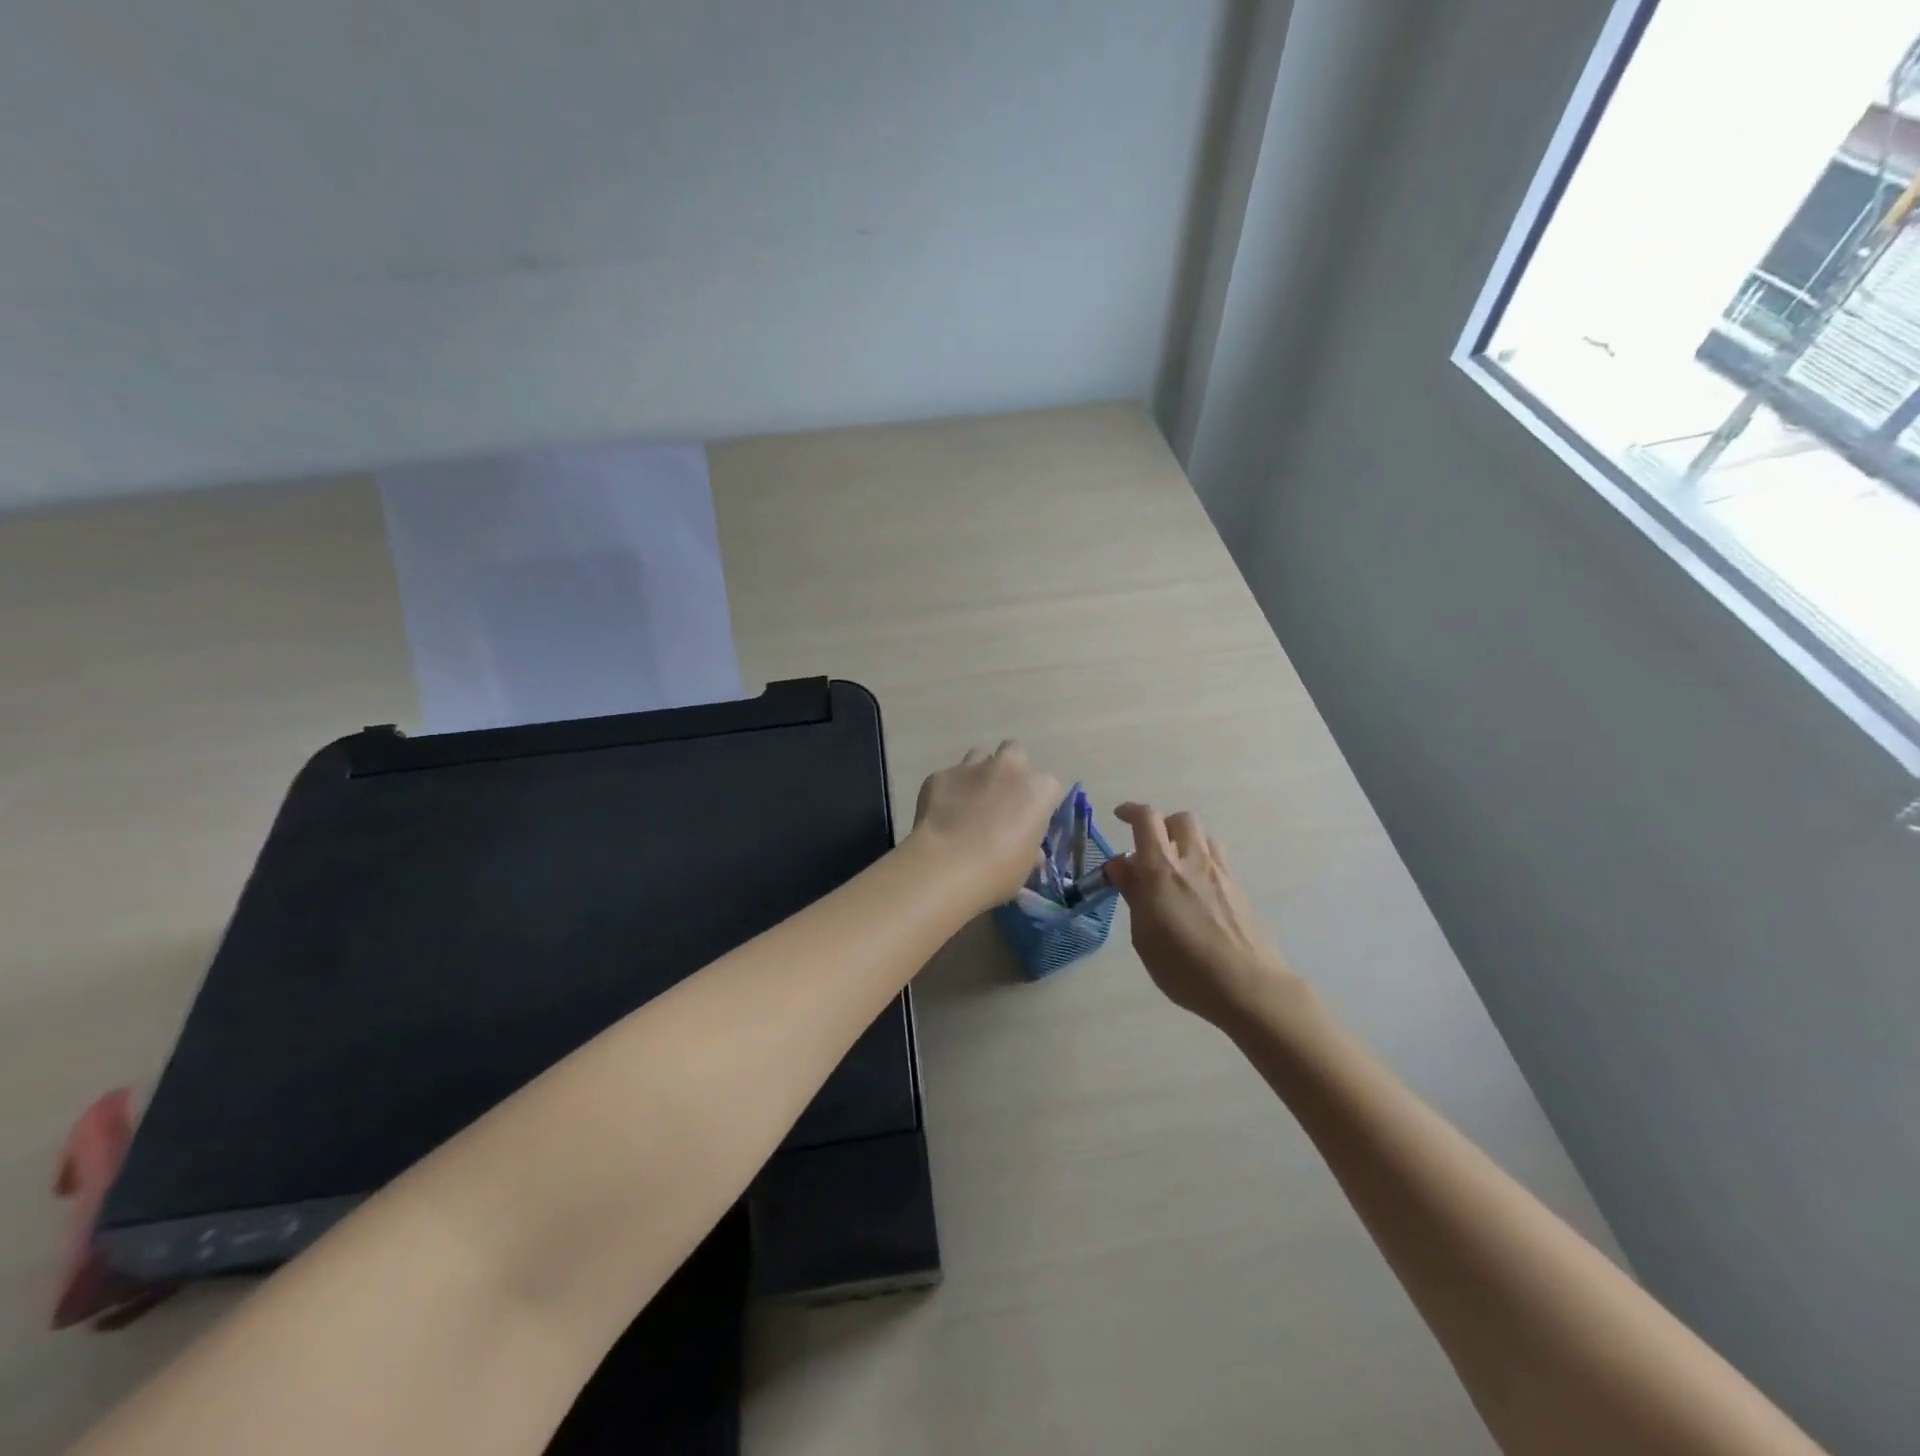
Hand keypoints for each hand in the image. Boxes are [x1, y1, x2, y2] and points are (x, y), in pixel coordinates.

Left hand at [911, 743, 1062, 906]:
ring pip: (979, 757)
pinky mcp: (940, 775)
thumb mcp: (1025, 865)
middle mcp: (1008, 767)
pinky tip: (942, 815)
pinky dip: (948, 791)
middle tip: (1001, 798)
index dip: (1037, 803)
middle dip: (1010, 770)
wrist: (946, 866)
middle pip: (1015, 752)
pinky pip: (948, 778)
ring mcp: (971, 767)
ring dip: (979, 775)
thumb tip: (1030, 849)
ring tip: (969, 803)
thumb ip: (1030, 847)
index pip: (1047, 787)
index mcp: (1038, 788)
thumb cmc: (998, 870)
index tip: (1028, 821)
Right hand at [1106, 803, 1309, 1030]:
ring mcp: (1221, 873)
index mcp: (1161, 869)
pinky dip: (1201, 862)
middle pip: (1180, 819)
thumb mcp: (1143, 935)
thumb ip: (1133, 894)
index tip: (1119, 817)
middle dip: (1162, 825)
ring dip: (1185, 842)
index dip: (1131, 811)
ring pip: (1203, 837)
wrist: (1248, 986)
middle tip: (1148, 848)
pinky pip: (1217, 859)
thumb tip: (1120, 865)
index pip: (1147, 819)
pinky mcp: (1239, 889)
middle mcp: (1193, 860)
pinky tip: (1195, 892)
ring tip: (1174, 869)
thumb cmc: (1184, 967)